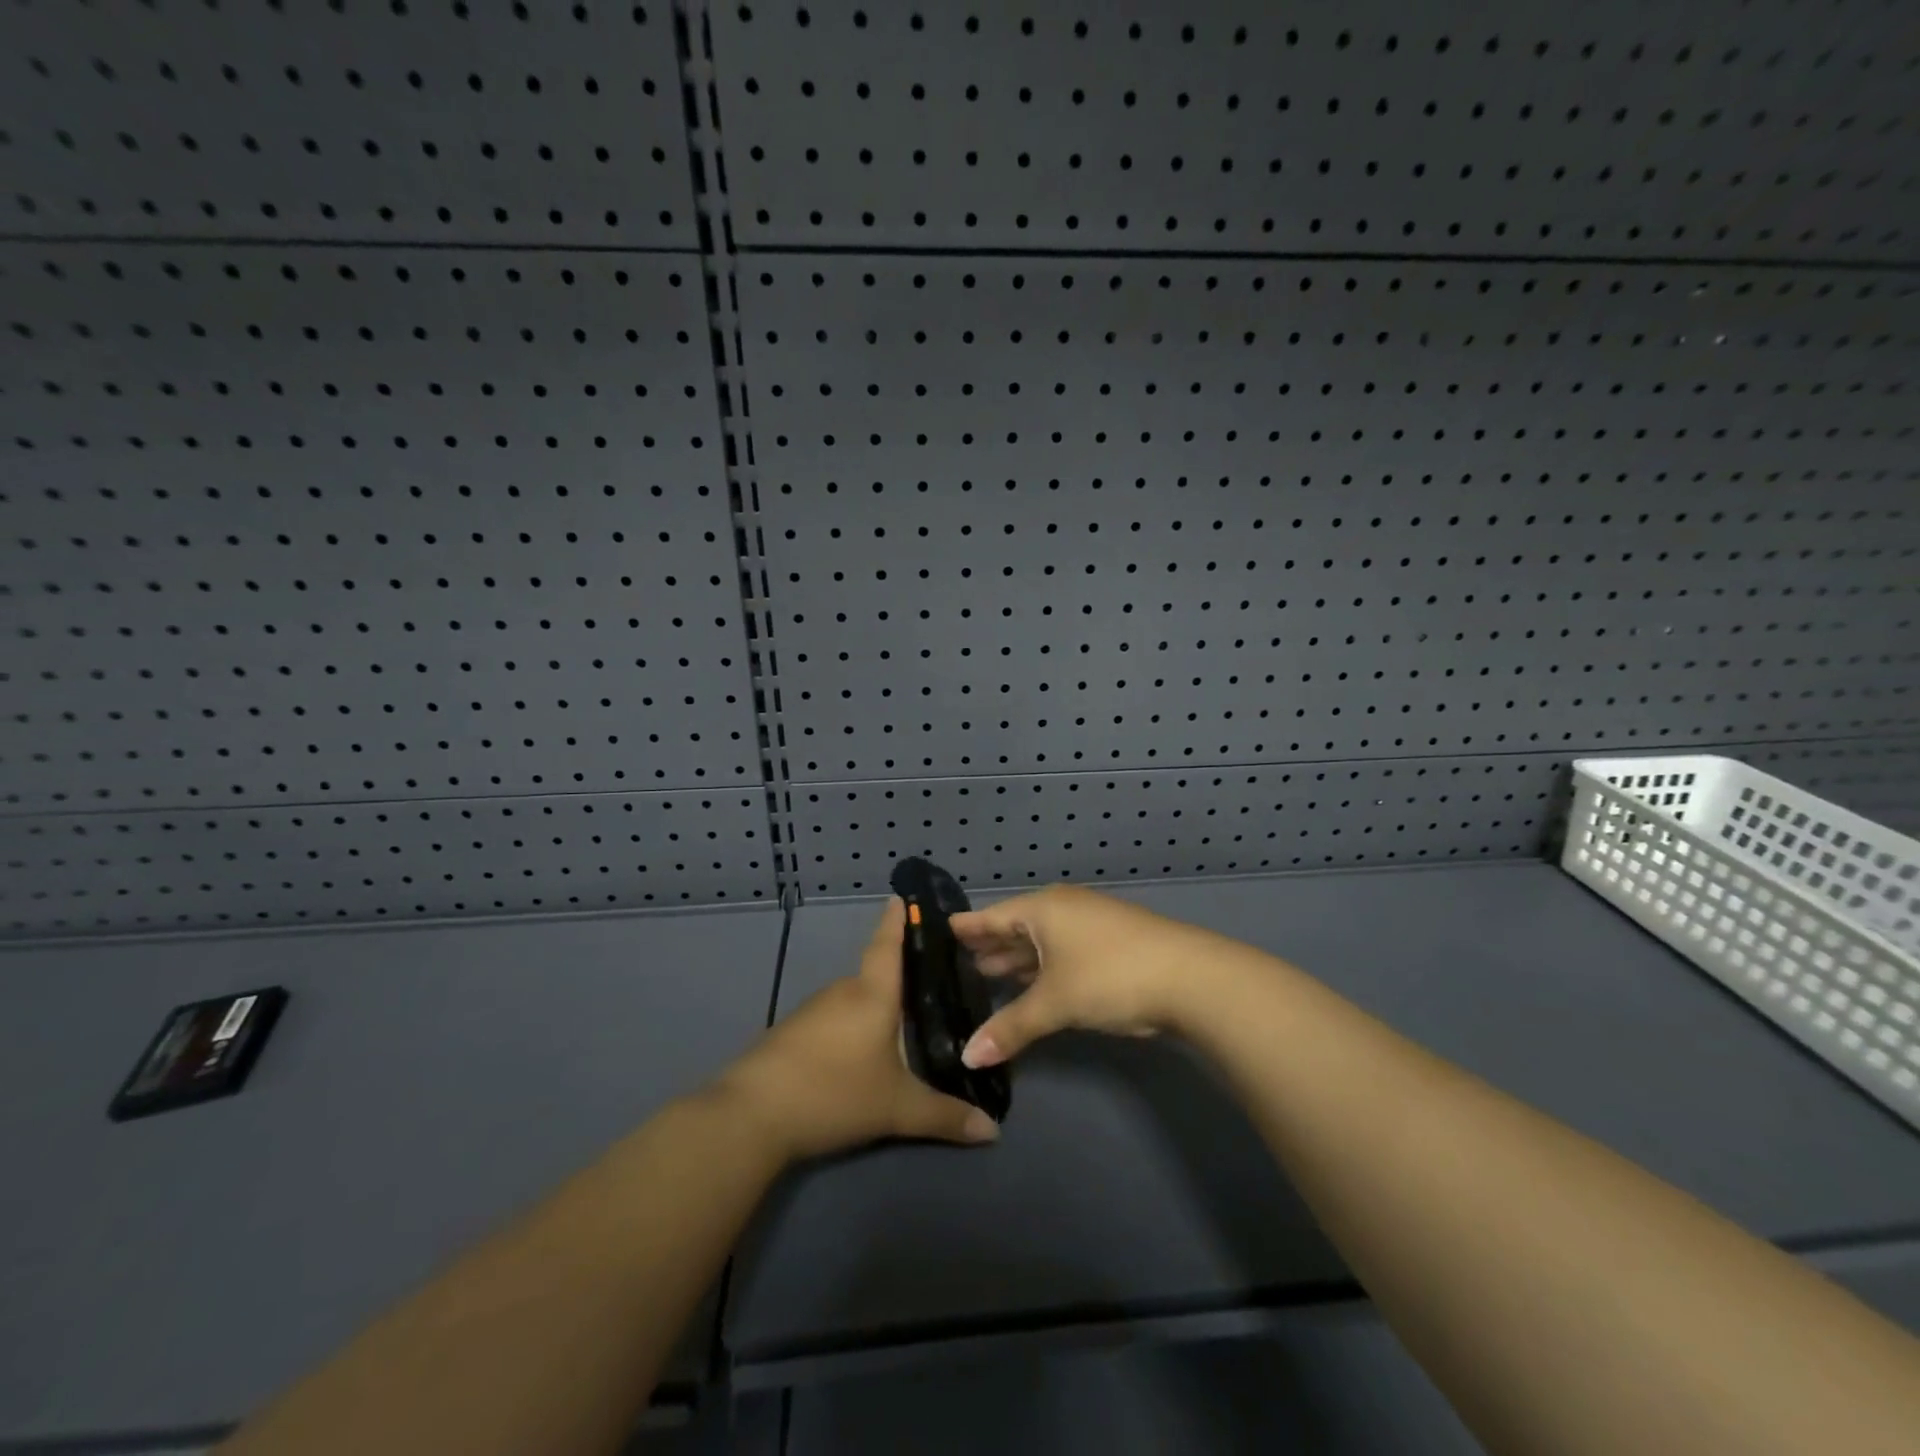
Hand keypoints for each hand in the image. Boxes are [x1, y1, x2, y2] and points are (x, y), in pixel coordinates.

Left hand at [714, 897, 1000, 1163]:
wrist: (751, 1115)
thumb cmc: (834, 1092)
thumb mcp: (897, 1109)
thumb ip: (945, 1116)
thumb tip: (993, 1131)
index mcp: (872, 993)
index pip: (888, 944)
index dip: (897, 920)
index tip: (902, 895)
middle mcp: (843, 991)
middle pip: (876, 976)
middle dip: (900, 980)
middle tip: (931, 989)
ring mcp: (812, 1011)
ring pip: (854, 1002)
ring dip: (875, 1010)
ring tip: (903, 1027)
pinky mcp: (792, 1033)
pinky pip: (834, 1020)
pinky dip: (852, 1028)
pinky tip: (861, 1054)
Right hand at [952, 885, 1228, 1067]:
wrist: (1191, 978)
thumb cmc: (1110, 976)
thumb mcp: (1055, 1003)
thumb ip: (1010, 1027)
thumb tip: (967, 1058)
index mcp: (1043, 909)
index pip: (992, 916)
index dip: (967, 928)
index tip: (940, 932)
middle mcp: (1064, 909)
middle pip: (1016, 927)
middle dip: (990, 946)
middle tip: (957, 963)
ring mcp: (1090, 924)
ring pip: (1042, 941)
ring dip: (1017, 960)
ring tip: (986, 974)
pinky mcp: (1110, 944)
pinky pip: (1062, 952)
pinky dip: (1042, 968)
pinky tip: (1032, 986)